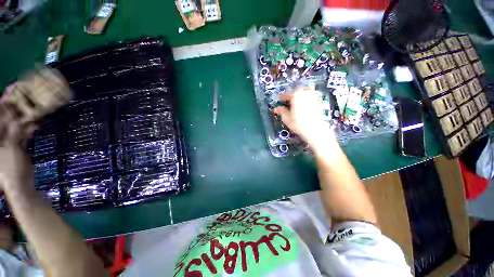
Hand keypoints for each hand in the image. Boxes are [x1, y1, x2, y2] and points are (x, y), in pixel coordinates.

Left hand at [0, 104, 34, 191]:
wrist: (21, 184)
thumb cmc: (11, 168)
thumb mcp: (12, 148)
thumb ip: (14, 132)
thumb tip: (17, 115)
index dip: (3, 113)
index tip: (11, 102)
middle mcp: (0, 141)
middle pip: (5, 125)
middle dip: (14, 117)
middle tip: (24, 108)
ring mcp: (7, 145)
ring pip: (14, 130)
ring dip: (23, 124)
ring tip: (32, 117)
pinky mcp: (16, 149)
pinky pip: (21, 137)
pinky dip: (27, 132)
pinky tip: (34, 127)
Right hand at [273, 86, 336, 149]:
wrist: (314, 130)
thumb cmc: (298, 123)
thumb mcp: (286, 118)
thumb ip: (281, 111)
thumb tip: (276, 109)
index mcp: (296, 95)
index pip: (287, 94)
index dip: (282, 97)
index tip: (279, 100)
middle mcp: (305, 93)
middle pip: (296, 91)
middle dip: (291, 95)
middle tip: (287, 101)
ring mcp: (313, 96)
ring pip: (304, 92)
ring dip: (299, 95)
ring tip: (295, 102)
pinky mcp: (318, 102)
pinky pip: (310, 96)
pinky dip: (306, 99)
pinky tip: (303, 106)